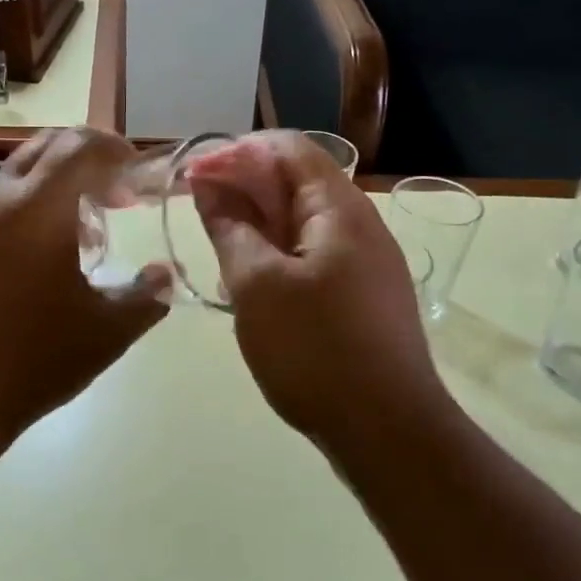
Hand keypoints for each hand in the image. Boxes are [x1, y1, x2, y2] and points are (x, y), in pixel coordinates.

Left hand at [0, 127, 169, 465]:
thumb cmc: (36, 359)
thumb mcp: (108, 331)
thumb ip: (148, 295)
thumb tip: (167, 273)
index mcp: (37, 207)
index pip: (80, 145)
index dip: (114, 149)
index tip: (137, 173)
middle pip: (45, 147)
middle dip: (86, 159)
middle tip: (116, 195)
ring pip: (17, 177)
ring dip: (56, 188)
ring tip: (85, 235)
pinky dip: (27, 212)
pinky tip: (41, 261)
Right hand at [190, 131, 449, 454]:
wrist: (387, 431)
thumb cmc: (315, 349)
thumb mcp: (257, 285)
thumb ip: (230, 228)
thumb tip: (208, 184)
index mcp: (339, 209)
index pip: (288, 149)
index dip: (237, 152)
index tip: (194, 176)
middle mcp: (358, 225)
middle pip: (296, 182)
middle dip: (243, 187)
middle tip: (198, 211)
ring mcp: (364, 263)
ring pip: (301, 222)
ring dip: (257, 223)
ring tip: (218, 246)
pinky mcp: (360, 297)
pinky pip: (312, 256)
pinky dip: (275, 254)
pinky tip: (249, 281)